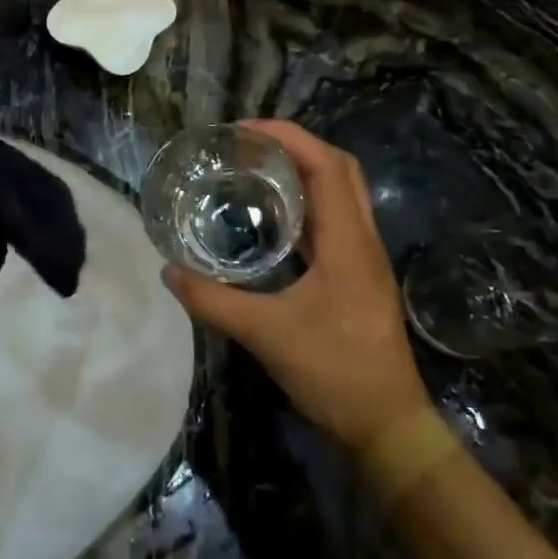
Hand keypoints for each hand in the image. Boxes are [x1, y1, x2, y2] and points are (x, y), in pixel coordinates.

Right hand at [161, 120, 430, 447]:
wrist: (389, 426)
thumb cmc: (335, 372)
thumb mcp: (266, 335)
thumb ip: (212, 301)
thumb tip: (169, 271)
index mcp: (348, 241)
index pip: (325, 165)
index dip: (287, 136)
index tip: (241, 132)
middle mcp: (362, 239)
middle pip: (338, 168)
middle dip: (294, 145)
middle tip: (245, 147)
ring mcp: (364, 257)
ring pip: (340, 191)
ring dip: (301, 170)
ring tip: (252, 170)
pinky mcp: (357, 274)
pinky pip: (333, 218)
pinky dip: (303, 201)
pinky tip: (269, 218)